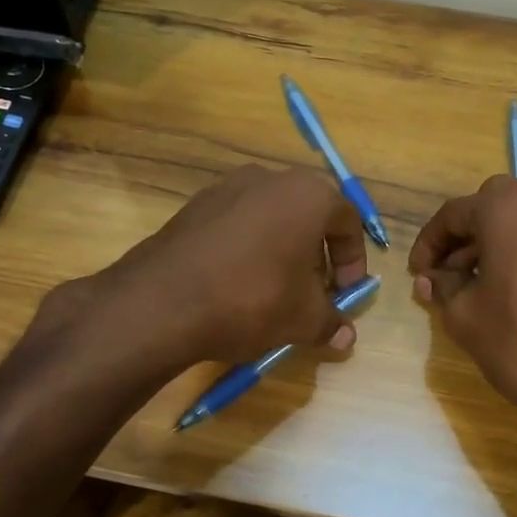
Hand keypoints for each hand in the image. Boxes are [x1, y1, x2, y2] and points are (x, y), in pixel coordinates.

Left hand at [73, 165, 369, 371]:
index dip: (353, 260)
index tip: (346, 293)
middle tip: (314, 289)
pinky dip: (248, 246)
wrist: (162, 301)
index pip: (348, 221)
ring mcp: (228, 186)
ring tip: (275, 287)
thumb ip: (330, 322)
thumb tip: (345, 338)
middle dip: (318, 252)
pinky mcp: (195, 204)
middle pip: (309, 213)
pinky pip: (237, 222)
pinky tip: (237, 281)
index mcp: (309, 195)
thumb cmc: (252, 299)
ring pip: (271, 215)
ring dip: (282, 247)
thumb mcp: (302, 319)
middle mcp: (271, 178)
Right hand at [409, 176, 516, 449]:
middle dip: (466, 237)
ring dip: (498, 244)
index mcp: (506, 209)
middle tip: (450, 274)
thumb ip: (442, 287)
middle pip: (493, 207)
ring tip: (483, 286)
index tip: (418, 274)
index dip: (429, 244)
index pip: (453, 214)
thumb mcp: (464, 316)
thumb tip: (430, 278)